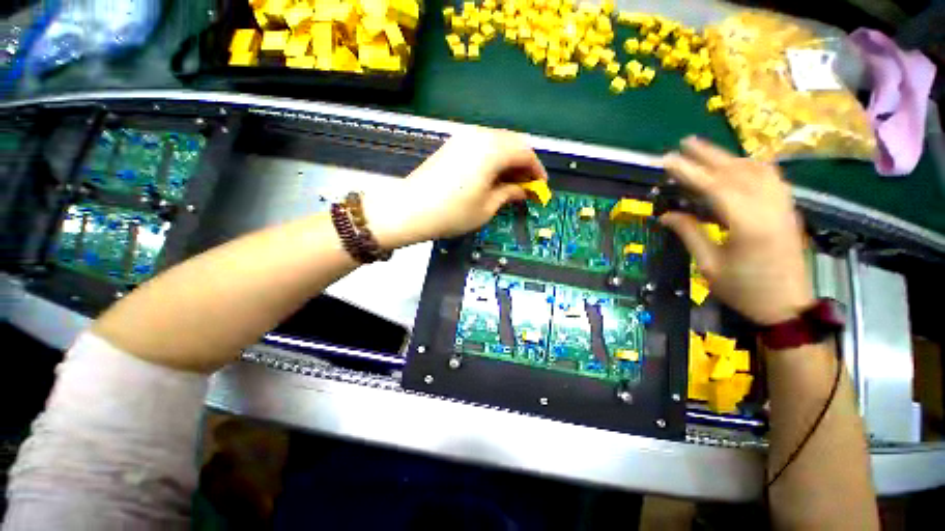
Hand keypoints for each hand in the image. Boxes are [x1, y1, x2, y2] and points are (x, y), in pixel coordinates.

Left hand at [363, 129, 547, 248]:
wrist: (409, 210)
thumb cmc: (452, 213)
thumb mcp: (487, 207)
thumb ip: (509, 193)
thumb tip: (522, 190)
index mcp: (492, 150)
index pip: (525, 153)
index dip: (536, 170)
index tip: (540, 187)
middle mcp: (479, 136)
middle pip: (513, 143)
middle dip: (524, 164)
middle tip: (526, 186)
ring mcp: (463, 138)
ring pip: (497, 143)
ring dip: (508, 161)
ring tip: (510, 183)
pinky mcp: (452, 145)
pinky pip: (481, 146)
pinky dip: (493, 159)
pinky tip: (492, 176)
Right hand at [661, 137, 813, 325]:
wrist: (787, 306)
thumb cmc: (744, 290)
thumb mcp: (709, 265)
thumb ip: (689, 234)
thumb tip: (666, 215)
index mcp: (748, 224)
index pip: (714, 187)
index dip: (688, 171)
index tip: (668, 160)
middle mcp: (769, 207)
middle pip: (737, 171)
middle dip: (709, 154)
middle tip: (685, 143)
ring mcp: (783, 206)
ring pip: (757, 170)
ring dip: (730, 157)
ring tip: (708, 152)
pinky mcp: (788, 210)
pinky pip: (771, 178)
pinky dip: (752, 166)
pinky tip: (740, 165)